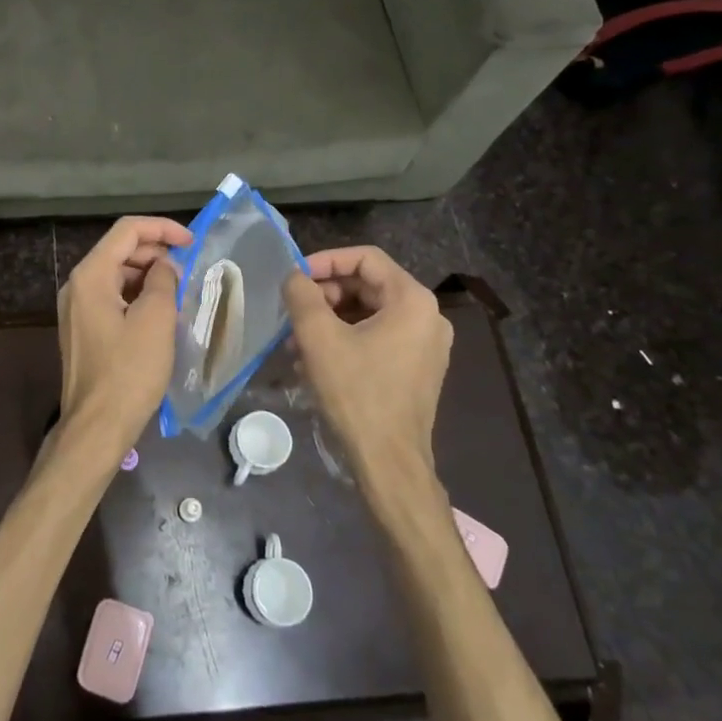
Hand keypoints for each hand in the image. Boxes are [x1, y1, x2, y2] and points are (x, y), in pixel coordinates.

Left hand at [56, 216, 190, 452]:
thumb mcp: (156, 320)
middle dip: (155, 252)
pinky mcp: (82, 330)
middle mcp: (77, 285)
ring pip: (116, 275)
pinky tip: (160, 313)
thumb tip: (164, 267)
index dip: (162, 228)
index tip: (192, 242)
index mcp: (90, 275)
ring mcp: (76, 309)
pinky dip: (137, 296)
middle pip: (119, 250)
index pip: (126, 231)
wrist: (97, 427)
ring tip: (178, 291)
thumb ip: (163, 281)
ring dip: (148, 275)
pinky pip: (112, 298)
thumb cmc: (129, 372)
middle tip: (187, 269)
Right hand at [282, 246, 453, 476]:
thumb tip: (294, 277)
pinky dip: (345, 341)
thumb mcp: (318, 337)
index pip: (366, 258)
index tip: (295, 278)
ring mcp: (426, 345)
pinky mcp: (417, 369)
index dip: (325, 261)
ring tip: (295, 343)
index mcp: (412, 300)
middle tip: (293, 313)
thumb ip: (302, 295)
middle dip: (324, 296)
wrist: (389, 462)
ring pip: (368, 314)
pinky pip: (377, 338)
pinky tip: (314, 363)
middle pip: (367, 286)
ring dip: (329, 321)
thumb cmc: (356, 392)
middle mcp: (428, 317)